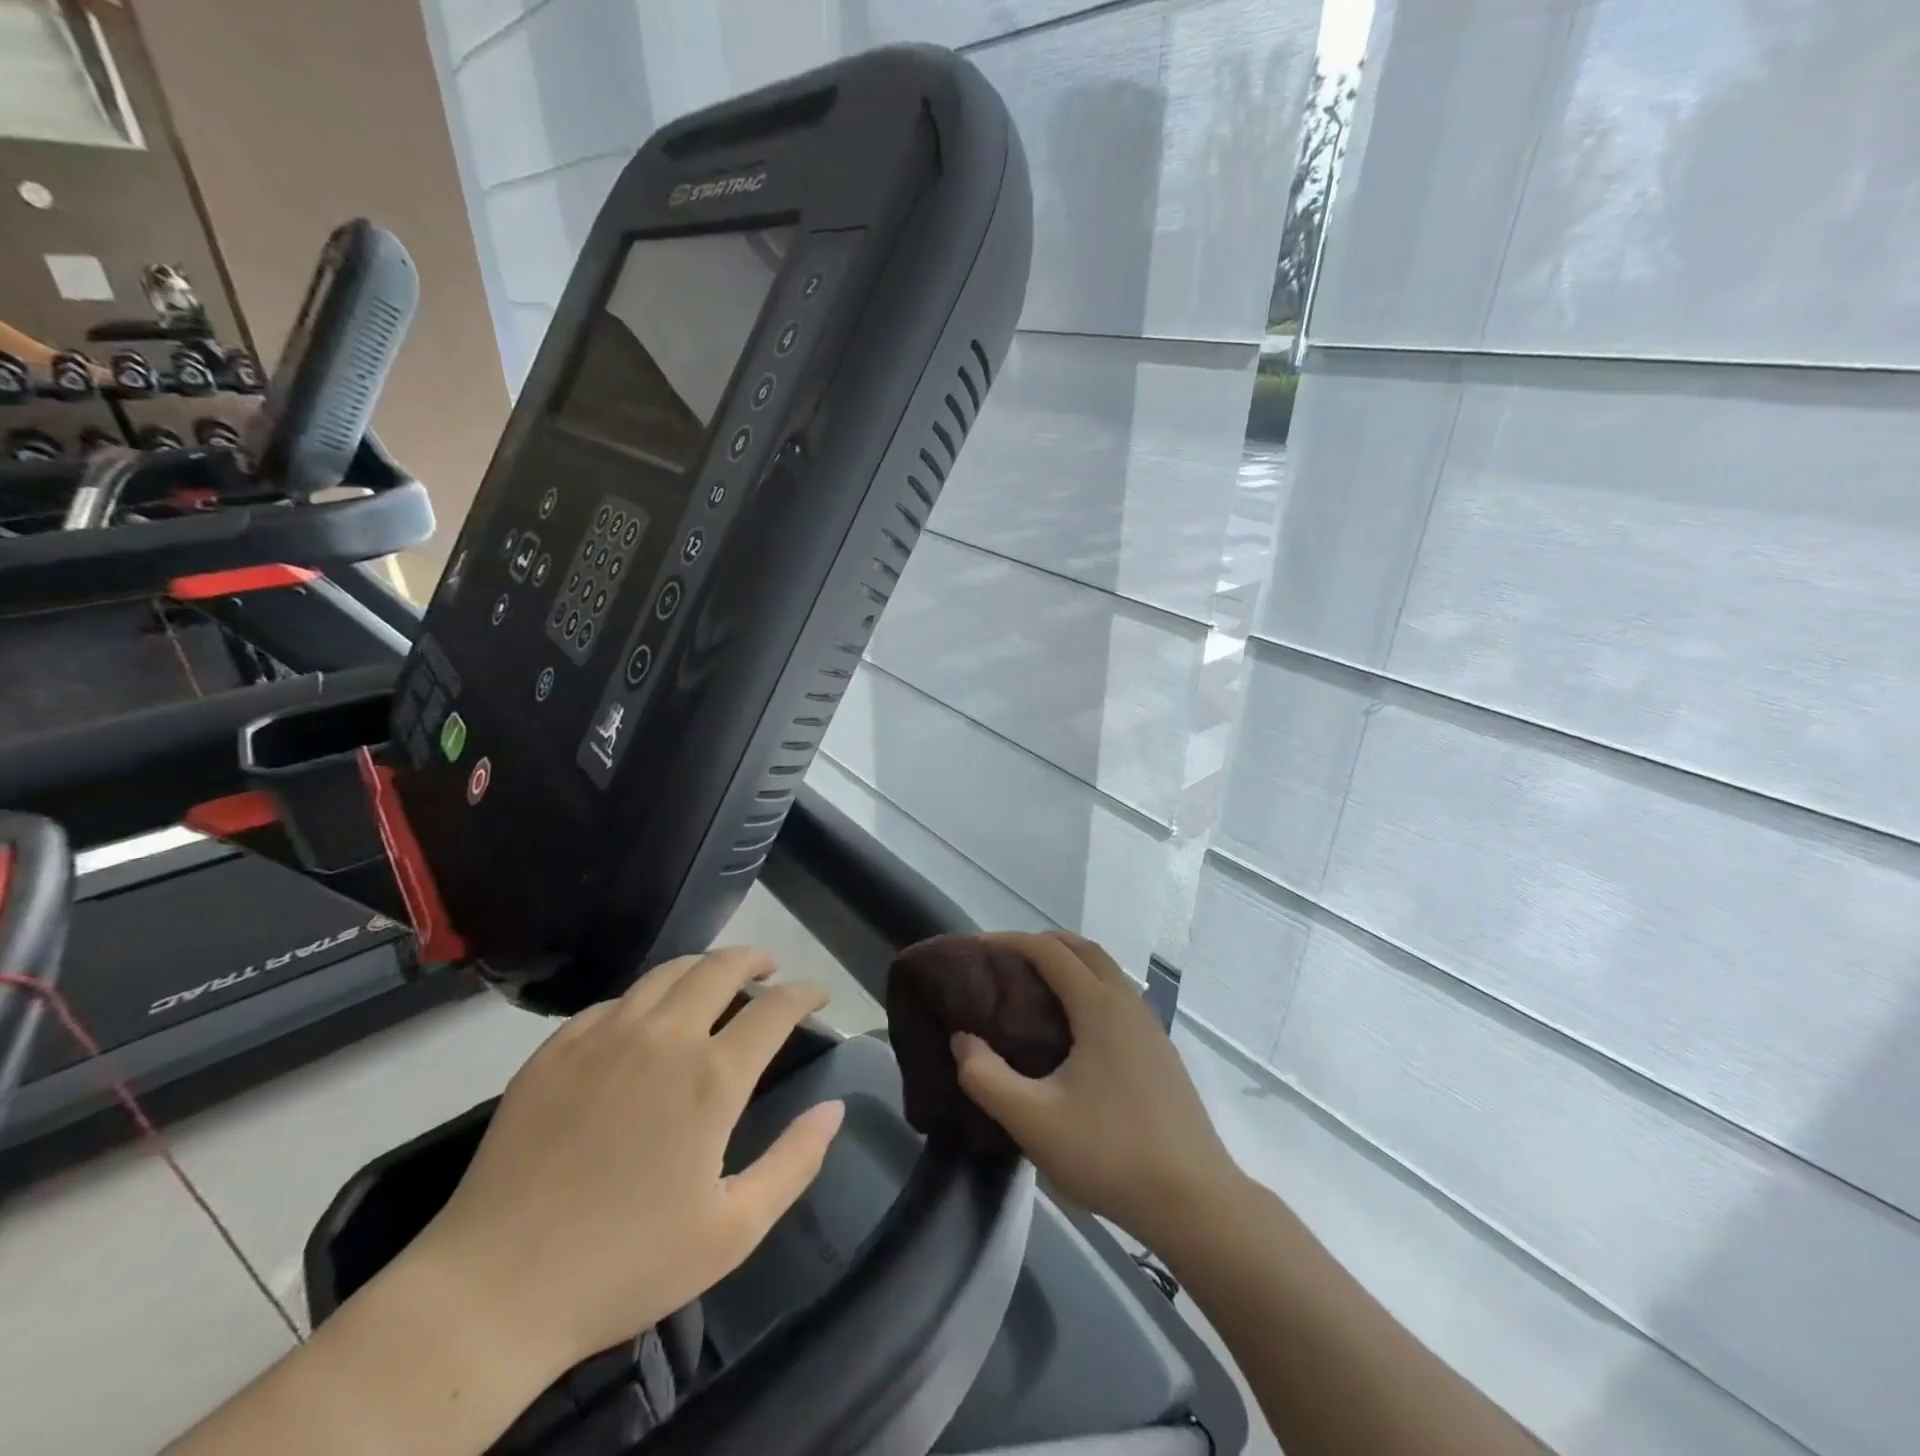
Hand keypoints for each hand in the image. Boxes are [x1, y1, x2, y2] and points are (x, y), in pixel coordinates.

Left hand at [404, 946, 844, 1375]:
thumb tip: (834, 1109)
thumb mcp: (733, 1231)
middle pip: (721, 966)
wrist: (492, 1291)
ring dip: (703, 967)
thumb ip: (794, 1162)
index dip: (805, 993)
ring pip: (667, 972)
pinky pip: (614, 1002)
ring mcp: (604, 1036)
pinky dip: (645, 999)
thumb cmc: (625, 1265)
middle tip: (770, 970)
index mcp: (712, 1078)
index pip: (775, 1008)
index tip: (818, 994)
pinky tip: (644, 1022)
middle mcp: (664, 1038)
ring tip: (716, 979)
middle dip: (755, 959)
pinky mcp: (556, 1049)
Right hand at [952, 931, 1239, 1252]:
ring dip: (1068, 966)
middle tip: (1001, 966)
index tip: (976, 950)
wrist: (1195, 1201)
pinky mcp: (1160, 1052)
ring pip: (1105, 973)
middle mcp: (1127, 1003)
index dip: (1010, 941)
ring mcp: (1149, 1027)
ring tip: (1030, 994)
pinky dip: (1087, 991)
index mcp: (1099, 1006)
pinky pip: (1117, 998)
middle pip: (1082, 950)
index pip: (1050, 951)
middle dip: (1040, 945)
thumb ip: (986, 1078)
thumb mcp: (1034, 1121)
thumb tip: (963, 1040)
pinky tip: (1071, 1033)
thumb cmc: (1110, 1154)